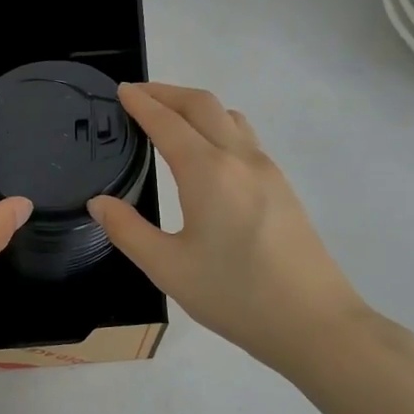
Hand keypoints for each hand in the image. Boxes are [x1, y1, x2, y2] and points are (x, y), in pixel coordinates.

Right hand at [88, 83, 367, 373]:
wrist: (314, 323)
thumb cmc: (235, 295)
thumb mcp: (167, 268)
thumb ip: (127, 230)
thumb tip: (99, 202)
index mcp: (208, 172)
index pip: (168, 122)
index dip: (142, 103)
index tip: (122, 91)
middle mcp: (240, 159)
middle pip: (203, 105)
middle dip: (168, 92)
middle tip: (139, 95)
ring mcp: (267, 171)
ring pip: (229, 117)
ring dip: (196, 107)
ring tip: (170, 118)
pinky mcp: (283, 188)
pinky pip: (245, 138)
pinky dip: (217, 126)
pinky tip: (206, 154)